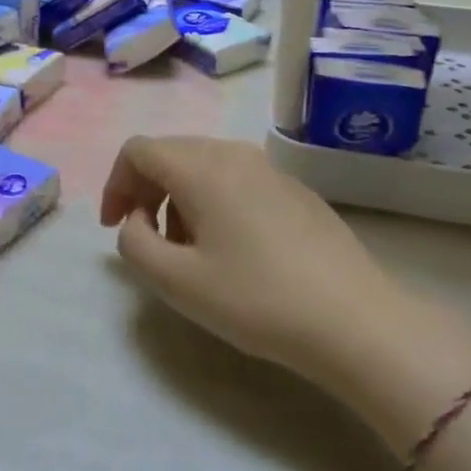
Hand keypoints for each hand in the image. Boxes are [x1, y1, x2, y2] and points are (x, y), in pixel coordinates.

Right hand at [99, 136, 410, 389]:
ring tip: (190, 251)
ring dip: (180, 199)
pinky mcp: (295, 190)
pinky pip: (237, 180)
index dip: (115, 184)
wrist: (355, 320)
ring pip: (204, 166)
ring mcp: (270, 169)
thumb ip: (134, 243)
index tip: (116, 228)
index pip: (138, 151)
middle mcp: (234, 154)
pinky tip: (233, 250)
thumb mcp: (177, 282)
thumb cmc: (257, 299)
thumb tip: (134, 220)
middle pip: (171, 153)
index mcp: (201, 167)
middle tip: (148, 241)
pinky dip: (214, 202)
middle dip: (146, 191)